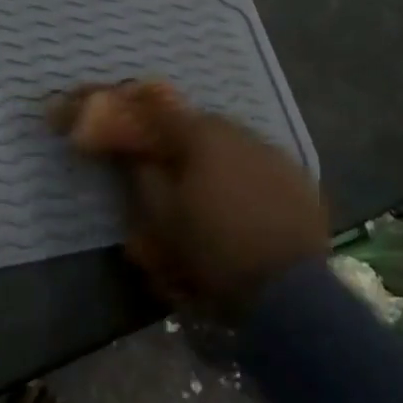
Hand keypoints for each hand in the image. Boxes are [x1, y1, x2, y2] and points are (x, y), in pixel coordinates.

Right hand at [54, 82, 327, 316]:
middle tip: (152, 166)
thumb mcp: (160, 219)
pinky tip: (233, 205)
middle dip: (169, 142)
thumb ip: (141, 176)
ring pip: (226, 146)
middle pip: (192, 127)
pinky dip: (237, 178)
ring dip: (204, 161)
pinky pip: (255, 167)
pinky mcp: (298, 180)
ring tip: (195, 193)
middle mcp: (239, 132)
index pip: (153, 109)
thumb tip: (132, 154)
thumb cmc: (214, 251)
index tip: (105, 124)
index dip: (124, 113)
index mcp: (201, 135)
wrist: (291, 293)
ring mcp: (274, 154)